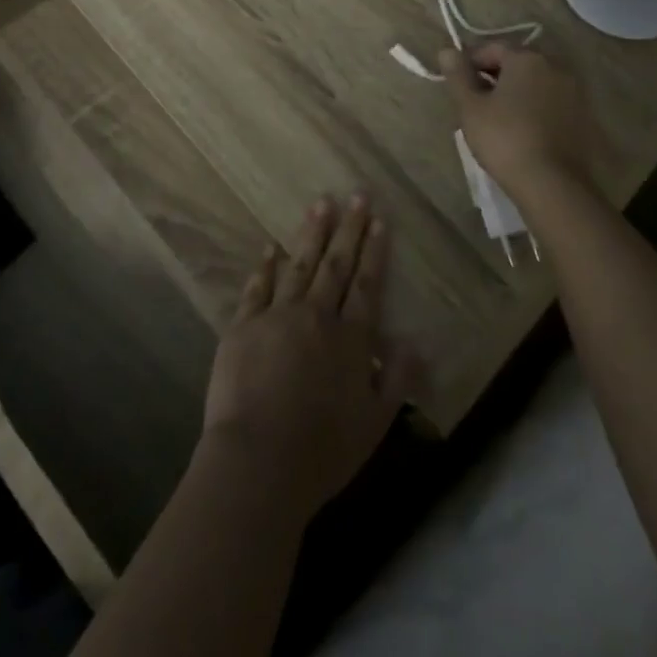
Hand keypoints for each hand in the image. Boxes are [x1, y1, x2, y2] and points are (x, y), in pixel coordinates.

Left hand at [201, 197, 417, 521]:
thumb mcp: (375, 423)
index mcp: (350, 339)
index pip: (366, 285)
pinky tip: (270, 247)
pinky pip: (257, 287)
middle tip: (356, 195)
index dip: (373, 251)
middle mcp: (316, 316)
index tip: (378, 220)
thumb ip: (397, 379)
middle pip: (335, 265)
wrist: (258, 462)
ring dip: (311, 234)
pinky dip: (265, 266)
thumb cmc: (323, 450)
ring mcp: (277, 317)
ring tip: (320, 204)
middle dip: (348, 229)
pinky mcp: (243, 326)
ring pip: (299, 265)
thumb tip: (412, 342)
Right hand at [440, 42, 597, 197]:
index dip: (470, 61)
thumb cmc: (504, 139)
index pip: (492, 47)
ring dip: (514, 91)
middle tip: (473, 99)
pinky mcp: (582, 116)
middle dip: (493, 75)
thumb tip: (446, 50)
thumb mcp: (470, 107)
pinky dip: (533, 106)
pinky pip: (550, 101)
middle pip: (516, 62)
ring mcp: (573, 91)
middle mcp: (555, 66)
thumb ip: (458, 75)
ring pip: (535, 82)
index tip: (456, 82)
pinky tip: (520, 128)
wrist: (552, 184)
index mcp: (527, 58)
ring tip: (495, 116)